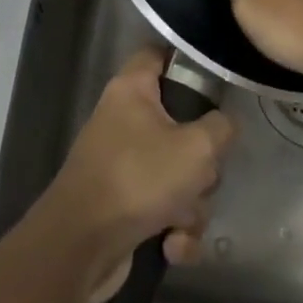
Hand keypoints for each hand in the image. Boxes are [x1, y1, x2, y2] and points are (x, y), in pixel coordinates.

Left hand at [40, 46, 235, 300]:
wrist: (80, 249)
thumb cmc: (138, 180)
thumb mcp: (196, 148)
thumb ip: (221, 128)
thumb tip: (223, 126)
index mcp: (133, 90)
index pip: (159, 53)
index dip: (188, 59)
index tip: (217, 79)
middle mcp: (125, 121)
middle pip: (182, 124)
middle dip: (202, 160)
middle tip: (201, 172)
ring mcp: (124, 165)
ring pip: (179, 173)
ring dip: (191, 204)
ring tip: (181, 219)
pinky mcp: (125, 206)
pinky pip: (165, 209)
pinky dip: (173, 229)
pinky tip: (170, 245)